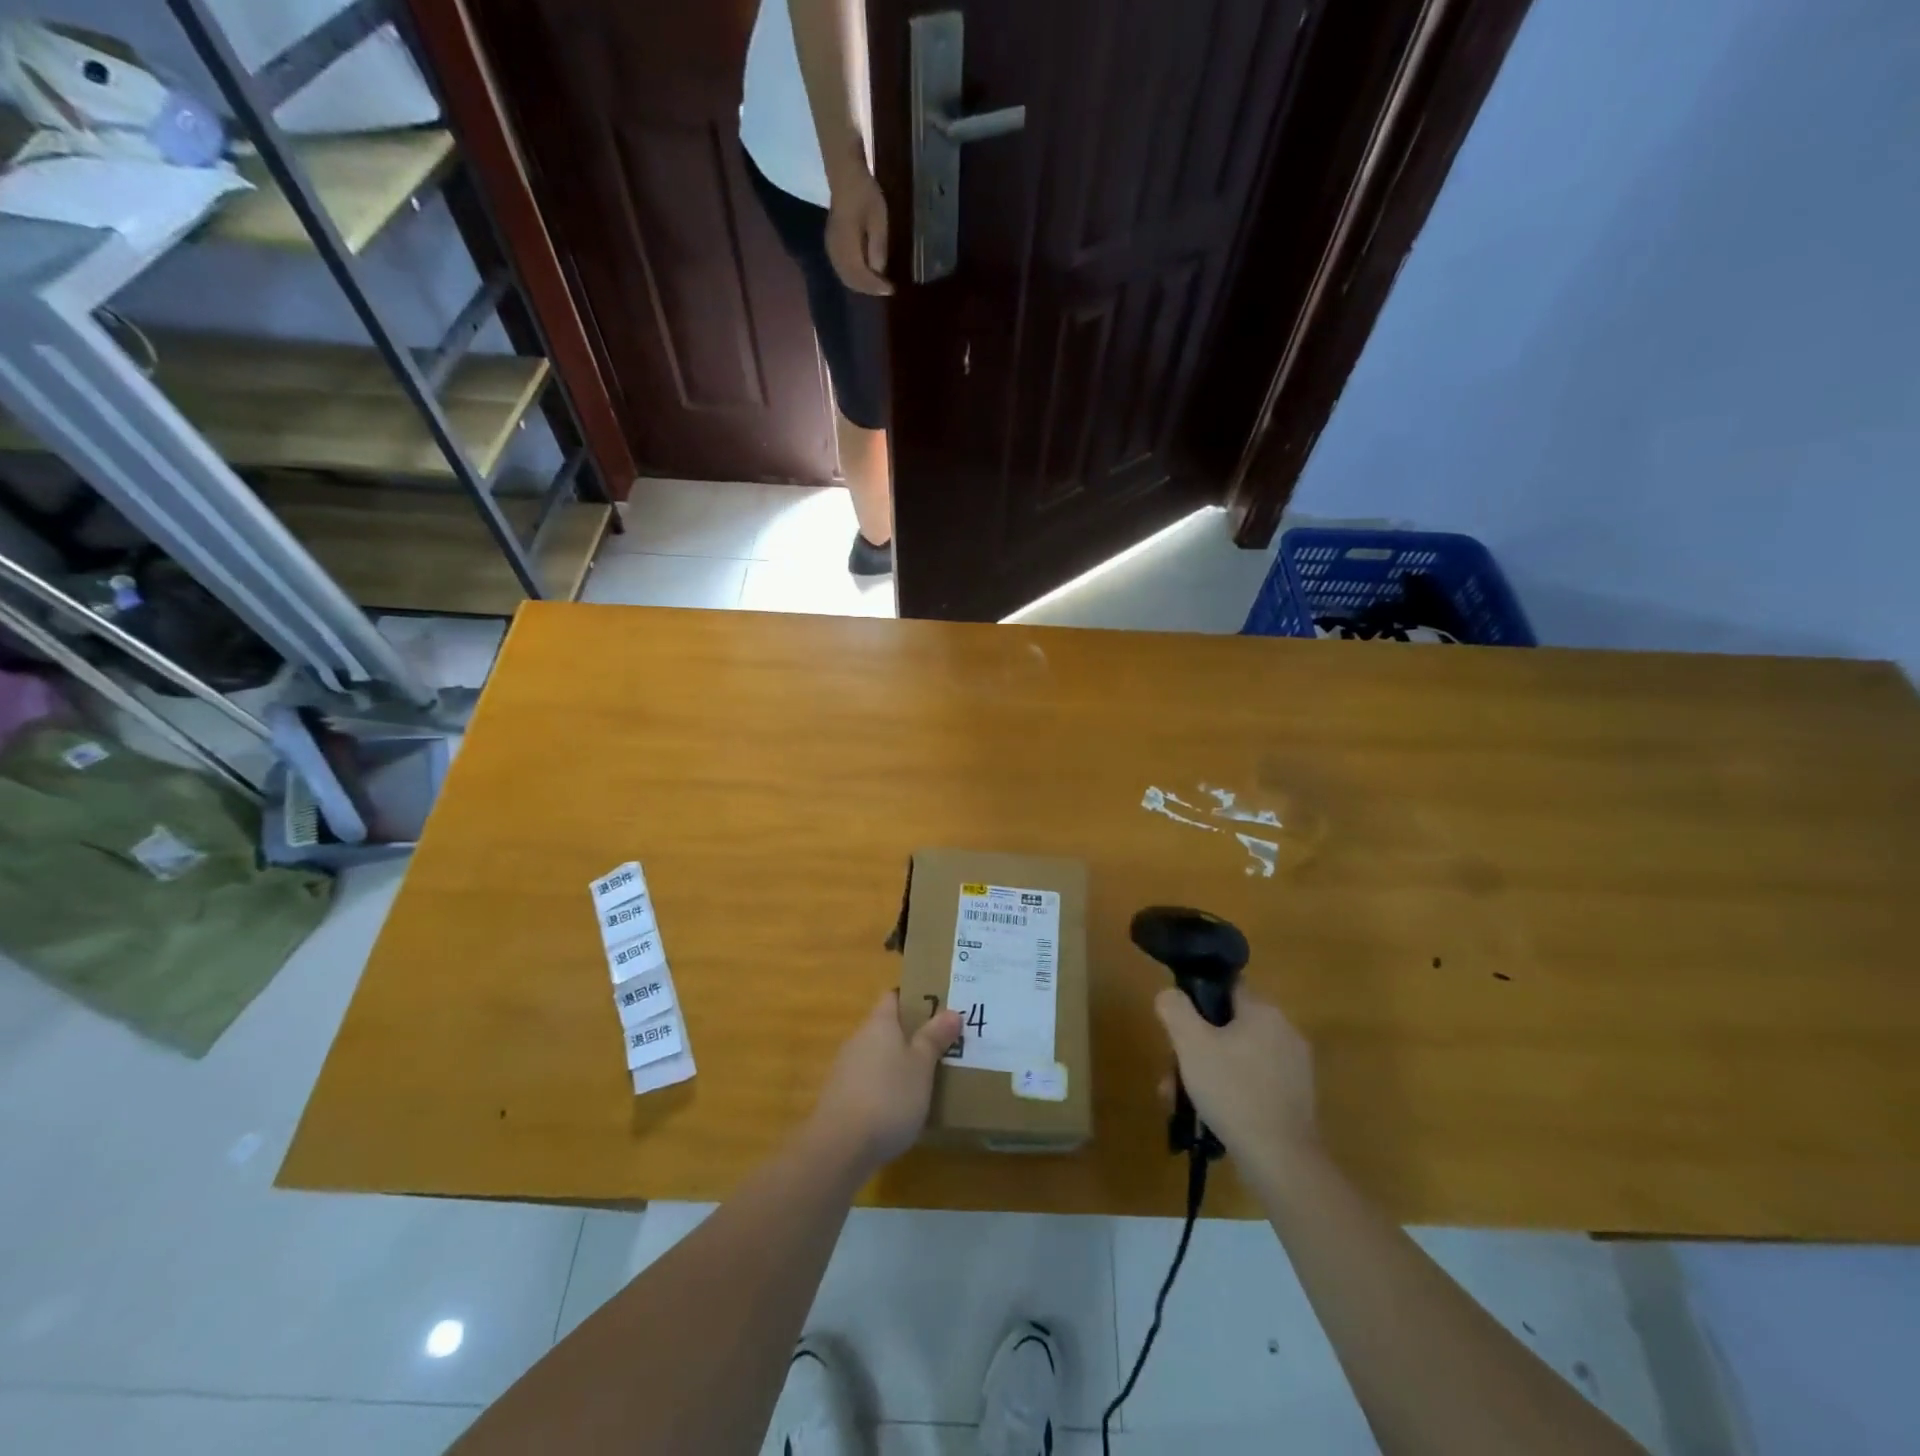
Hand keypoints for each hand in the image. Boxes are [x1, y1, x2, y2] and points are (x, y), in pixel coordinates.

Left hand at [808, 991, 960, 1174]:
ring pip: (879, 1056)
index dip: (915, 998)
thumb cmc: (888, 1097)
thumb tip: (951, 1011)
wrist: (840, 1147)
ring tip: (929, 1077)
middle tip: (944, 1044)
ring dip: (900, 1063)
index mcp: (879, 1024)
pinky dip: (887, 1087)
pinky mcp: (841, 1098)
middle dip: (913, 1034)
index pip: (894, 996)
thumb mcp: (921, 1066)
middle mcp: (859, 1039)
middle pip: (887, 1027)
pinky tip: (903, 1107)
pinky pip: (870, 1081)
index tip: (940, 1007)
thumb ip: (934, 1038)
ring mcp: (846, 1069)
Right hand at [824, 163, 892, 295]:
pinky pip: (841, 269)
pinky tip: (864, 275)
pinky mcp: (832, 245)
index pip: (861, 275)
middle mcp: (836, 251)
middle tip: (885, 289)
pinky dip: (854, 276)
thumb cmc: (864, 194)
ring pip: (845, 277)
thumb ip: (878, 247)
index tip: (891, 289)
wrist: (845, 176)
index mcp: (847, 246)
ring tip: (876, 285)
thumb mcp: (878, 220)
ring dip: (861, 284)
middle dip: (869, 288)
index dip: (876, 286)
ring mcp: (831, 248)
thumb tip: (879, 271)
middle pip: (851, 280)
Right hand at [1155, 986, 1317, 1179]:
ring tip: (1183, 1101)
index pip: (1225, 988)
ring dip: (1208, 1073)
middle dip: (1195, 1048)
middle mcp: (1285, 1032)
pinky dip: (1231, 1092)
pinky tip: (1211, 1116)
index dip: (1196, 1002)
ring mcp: (1294, 1068)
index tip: (1178, 1029)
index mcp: (1264, 1011)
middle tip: (1173, 1075)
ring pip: (1238, 1058)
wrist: (1281, 1160)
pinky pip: (1254, 1082)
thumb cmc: (1233, 1092)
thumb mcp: (1190, 1044)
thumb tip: (1169, 994)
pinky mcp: (1296, 1099)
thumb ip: (1175, 1009)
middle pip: (1228, 1027)